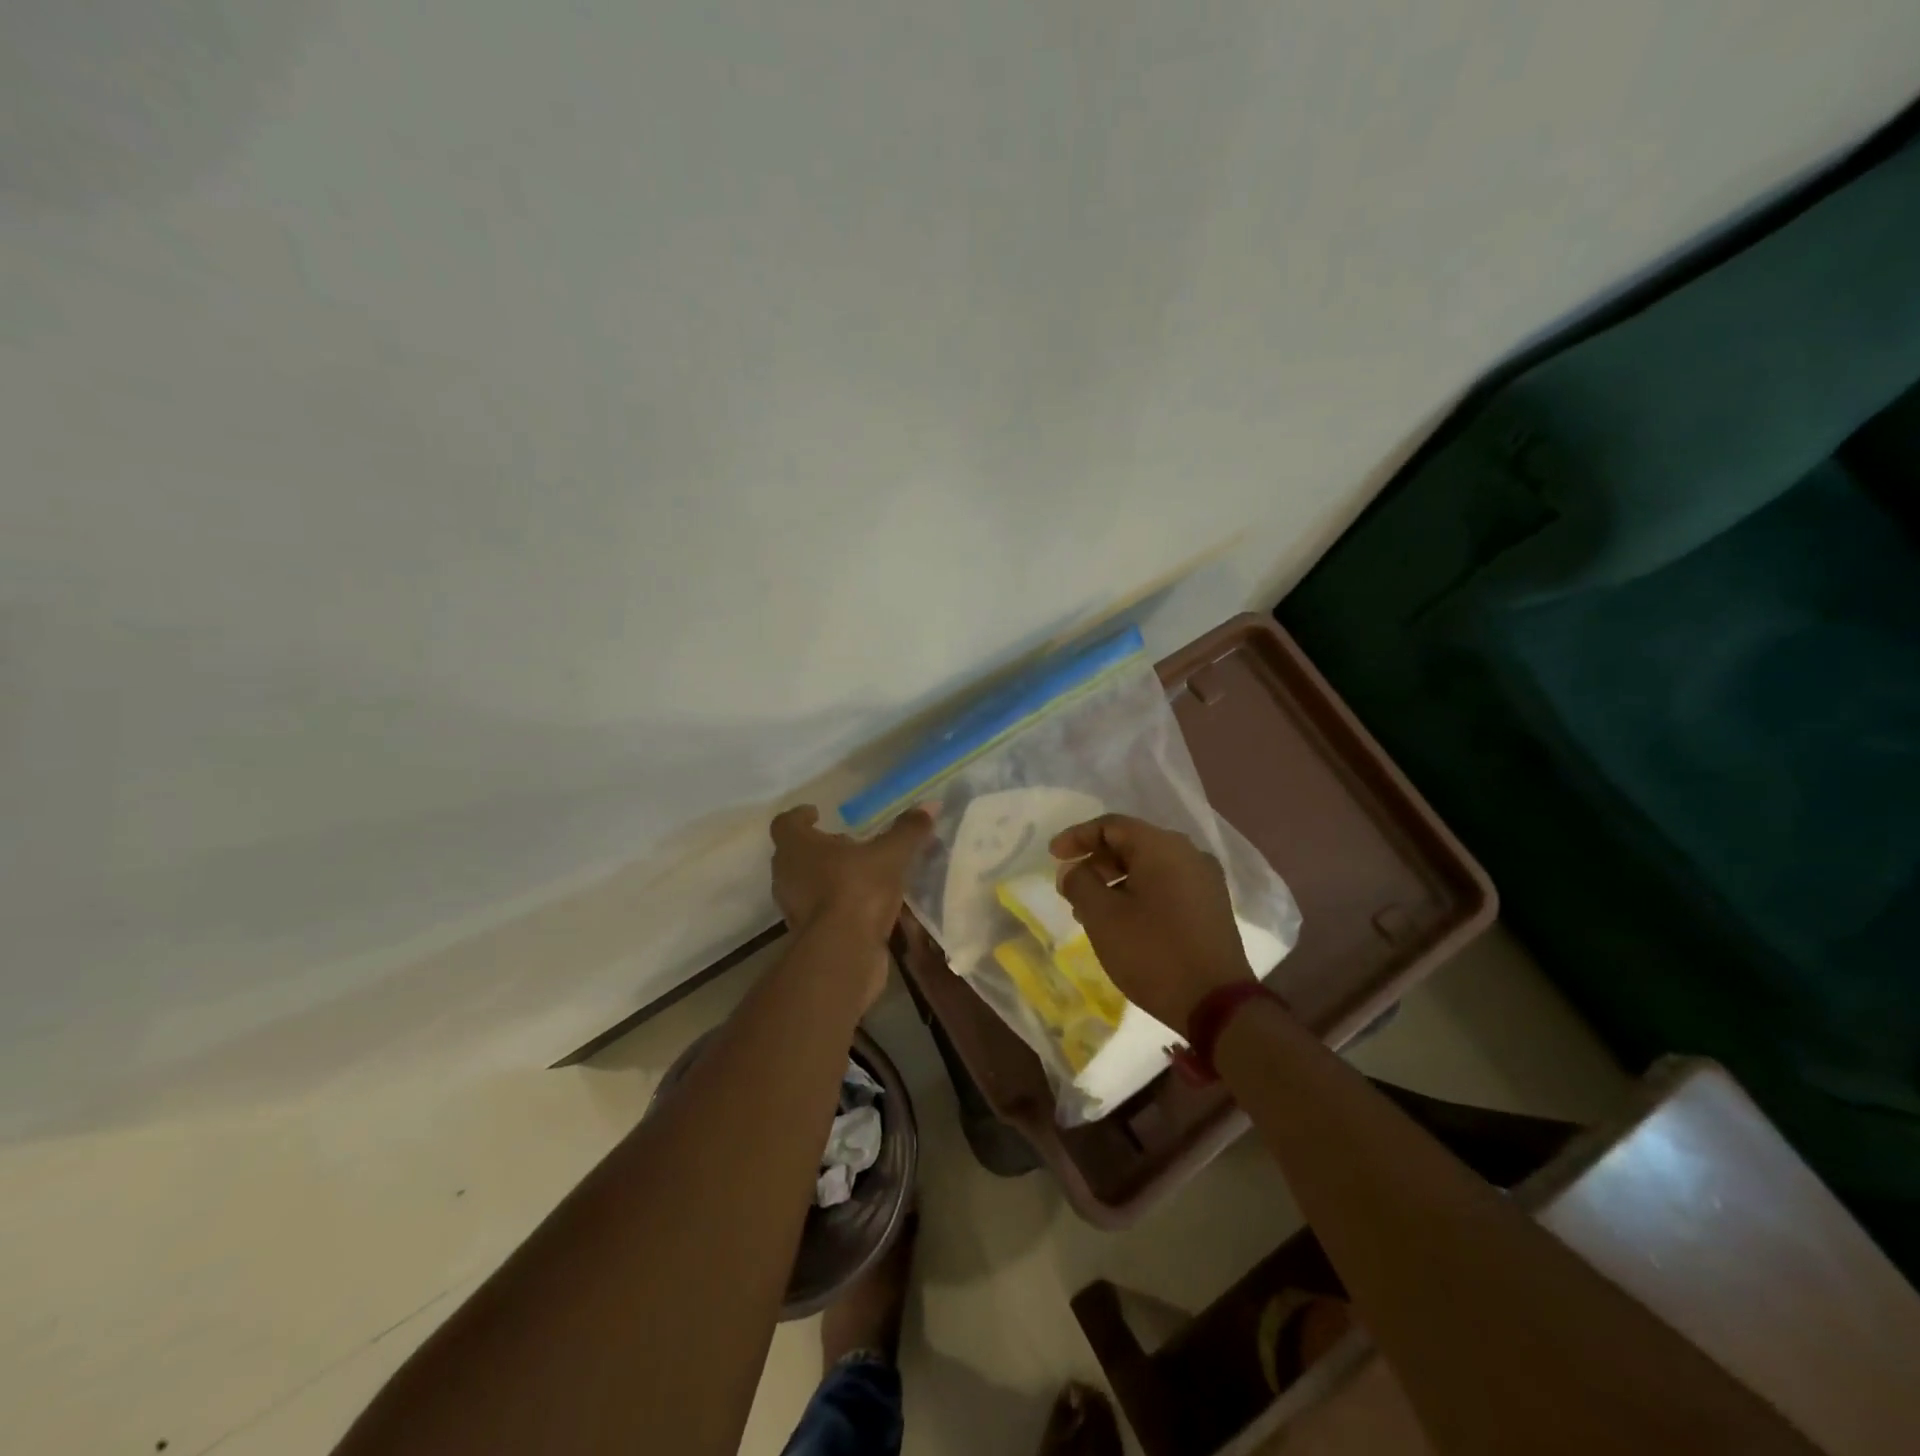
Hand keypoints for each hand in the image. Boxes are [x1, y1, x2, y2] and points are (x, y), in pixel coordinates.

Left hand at [769, 804, 932, 949]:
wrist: (842, 954)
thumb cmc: (856, 890)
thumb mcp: (891, 855)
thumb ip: (907, 830)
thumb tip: (929, 805)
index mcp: (796, 847)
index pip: (786, 823)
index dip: (800, 816)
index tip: (817, 813)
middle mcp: (787, 875)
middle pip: (796, 854)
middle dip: (821, 848)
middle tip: (848, 843)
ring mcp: (793, 908)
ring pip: (807, 883)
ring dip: (829, 876)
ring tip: (862, 873)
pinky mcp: (807, 935)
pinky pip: (820, 910)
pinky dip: (837, 903)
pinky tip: (865, 905)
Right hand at [1050, 813, 1254, 1035]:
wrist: (1217, 1005)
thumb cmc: (1153, 953)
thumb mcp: (1102, 917)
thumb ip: (1079, 883)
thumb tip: (1072, 870)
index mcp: (1162, 846)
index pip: (1111, 825)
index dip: (1077, 836)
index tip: (1053, 856)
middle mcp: (1188, 854)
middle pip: (1132, 843)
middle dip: (1096, 862)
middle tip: (1070, 886)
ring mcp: (1205, 880)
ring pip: (1149, 867)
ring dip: (1115, 881)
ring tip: (1090, 910)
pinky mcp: (1211, 906)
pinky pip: (1167, 885)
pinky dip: (1139, 893)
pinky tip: (1122, 920)